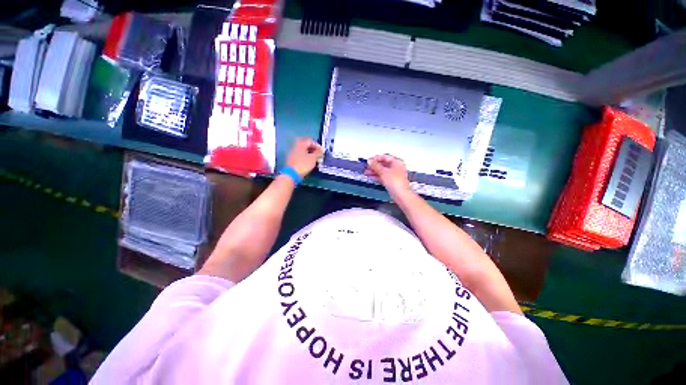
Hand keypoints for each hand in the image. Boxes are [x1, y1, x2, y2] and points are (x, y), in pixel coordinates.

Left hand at [287, 138, 323, 176]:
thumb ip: (318, 152)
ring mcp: (292, 153)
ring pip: (303, 151)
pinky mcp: (291, 160)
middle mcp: (295, 146)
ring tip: (315, 160)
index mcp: (301, 144)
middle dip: (313, 149)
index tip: (322, 152)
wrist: (291, 174)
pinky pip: (300, 156)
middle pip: (306, 145)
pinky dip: (305, 158)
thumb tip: (322, 149)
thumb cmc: (303, 164)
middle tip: (319, 155)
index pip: (310, 141)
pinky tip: (309, 163)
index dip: (317, 145)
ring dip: (310, 154)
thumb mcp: (313, 158)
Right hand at [365, 154, 410, 195]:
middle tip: (367, 166)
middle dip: (374, 165)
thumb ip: (375, 166)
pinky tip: (371, 177)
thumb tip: (370, 161)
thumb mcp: (383, 172)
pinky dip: (377, 176)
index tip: (369, 160)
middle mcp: (397, 167)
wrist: (400, 194)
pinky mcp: (392, 181)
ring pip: (383, 170)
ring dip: (374, 171)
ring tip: (367, 172)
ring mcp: (395, 174)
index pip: (385, 157)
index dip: (376, 158)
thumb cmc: (396, 182)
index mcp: (397, 162)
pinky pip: (383, 176)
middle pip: (383, 164)